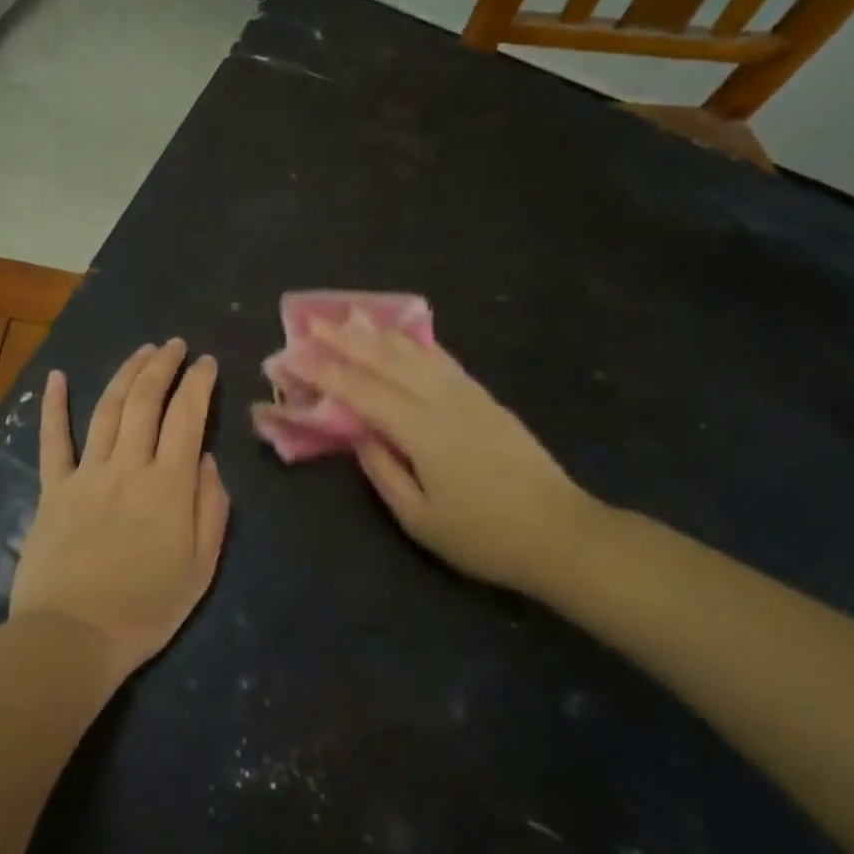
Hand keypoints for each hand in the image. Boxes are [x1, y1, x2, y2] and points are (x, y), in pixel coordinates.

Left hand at [9, 340, 231, 684]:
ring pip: (108, 409)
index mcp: (169, 485)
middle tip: (174, 345)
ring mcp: (86, 474)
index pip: (187, 417)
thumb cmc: (146, 608)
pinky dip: (54, 406)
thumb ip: (211, 508)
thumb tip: (206, 461)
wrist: (74, 636)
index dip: (199, 383)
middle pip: (146, 401)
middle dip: (162, 365)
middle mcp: (128, 467)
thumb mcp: (201, 567)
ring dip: (126, 374)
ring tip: (141, 351)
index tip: (207, 362)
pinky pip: (53, 441)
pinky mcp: (53, 489)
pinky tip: (58, 377)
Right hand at [299, 320, 598, 594]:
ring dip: (378, 334)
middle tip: (311, 322)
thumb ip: (384, 471)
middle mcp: (443, 400)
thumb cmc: (484, 536)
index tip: (292, 354)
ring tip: (350, 318)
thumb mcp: (420, 519)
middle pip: (386, 360)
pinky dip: (414, 344)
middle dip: (345, 339)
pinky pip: (441, 360)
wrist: (561, 533)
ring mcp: (468, 395)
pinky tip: (402, 338)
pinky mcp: (485, 399)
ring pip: (415, 352)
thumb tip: (358, 434)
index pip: (361, 391)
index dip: (323, 371)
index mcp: (421, 430)